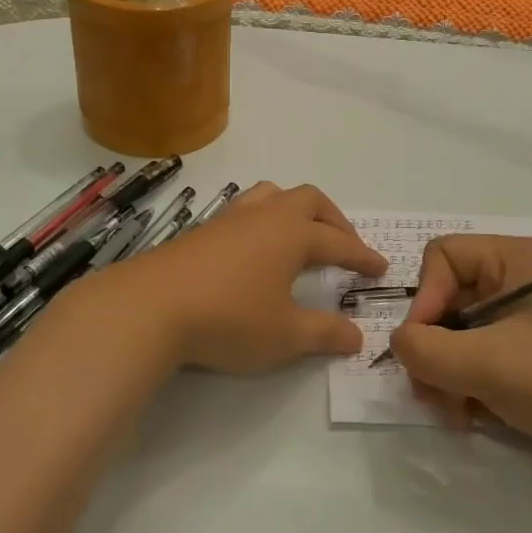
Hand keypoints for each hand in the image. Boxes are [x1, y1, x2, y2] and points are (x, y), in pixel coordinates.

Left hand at [83, 182, 386, 374]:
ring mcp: (230, 219)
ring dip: (295, 211)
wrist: (151, 306)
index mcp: (292, 234)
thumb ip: (325, 333)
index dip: (362, 256)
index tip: (380, 269)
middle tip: (344, 245)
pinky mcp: (202, 231)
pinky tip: (255, 251)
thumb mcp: (285, 335)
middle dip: (333, 220)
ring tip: (300, 236)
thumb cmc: (229, 317)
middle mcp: (265, 216)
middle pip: (309, 200)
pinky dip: (264, 222)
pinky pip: (245, 212)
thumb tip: (358, 337)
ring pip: (272, 195)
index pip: (339, 242)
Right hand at [389, 234, 531, 464]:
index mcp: (511, 257)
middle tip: (434, 396)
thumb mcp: (484, 362)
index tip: (424, 350)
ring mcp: (527, 316)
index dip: (422, 301)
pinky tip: (479, 416)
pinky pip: (485, 355)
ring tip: (458, 413)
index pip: (439, 259)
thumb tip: (401, 344)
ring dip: (449, 374)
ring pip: (461, 333)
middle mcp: (516, 278)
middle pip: (446, 299)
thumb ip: (424, 349)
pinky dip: (473, 384)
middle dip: (433, 349)